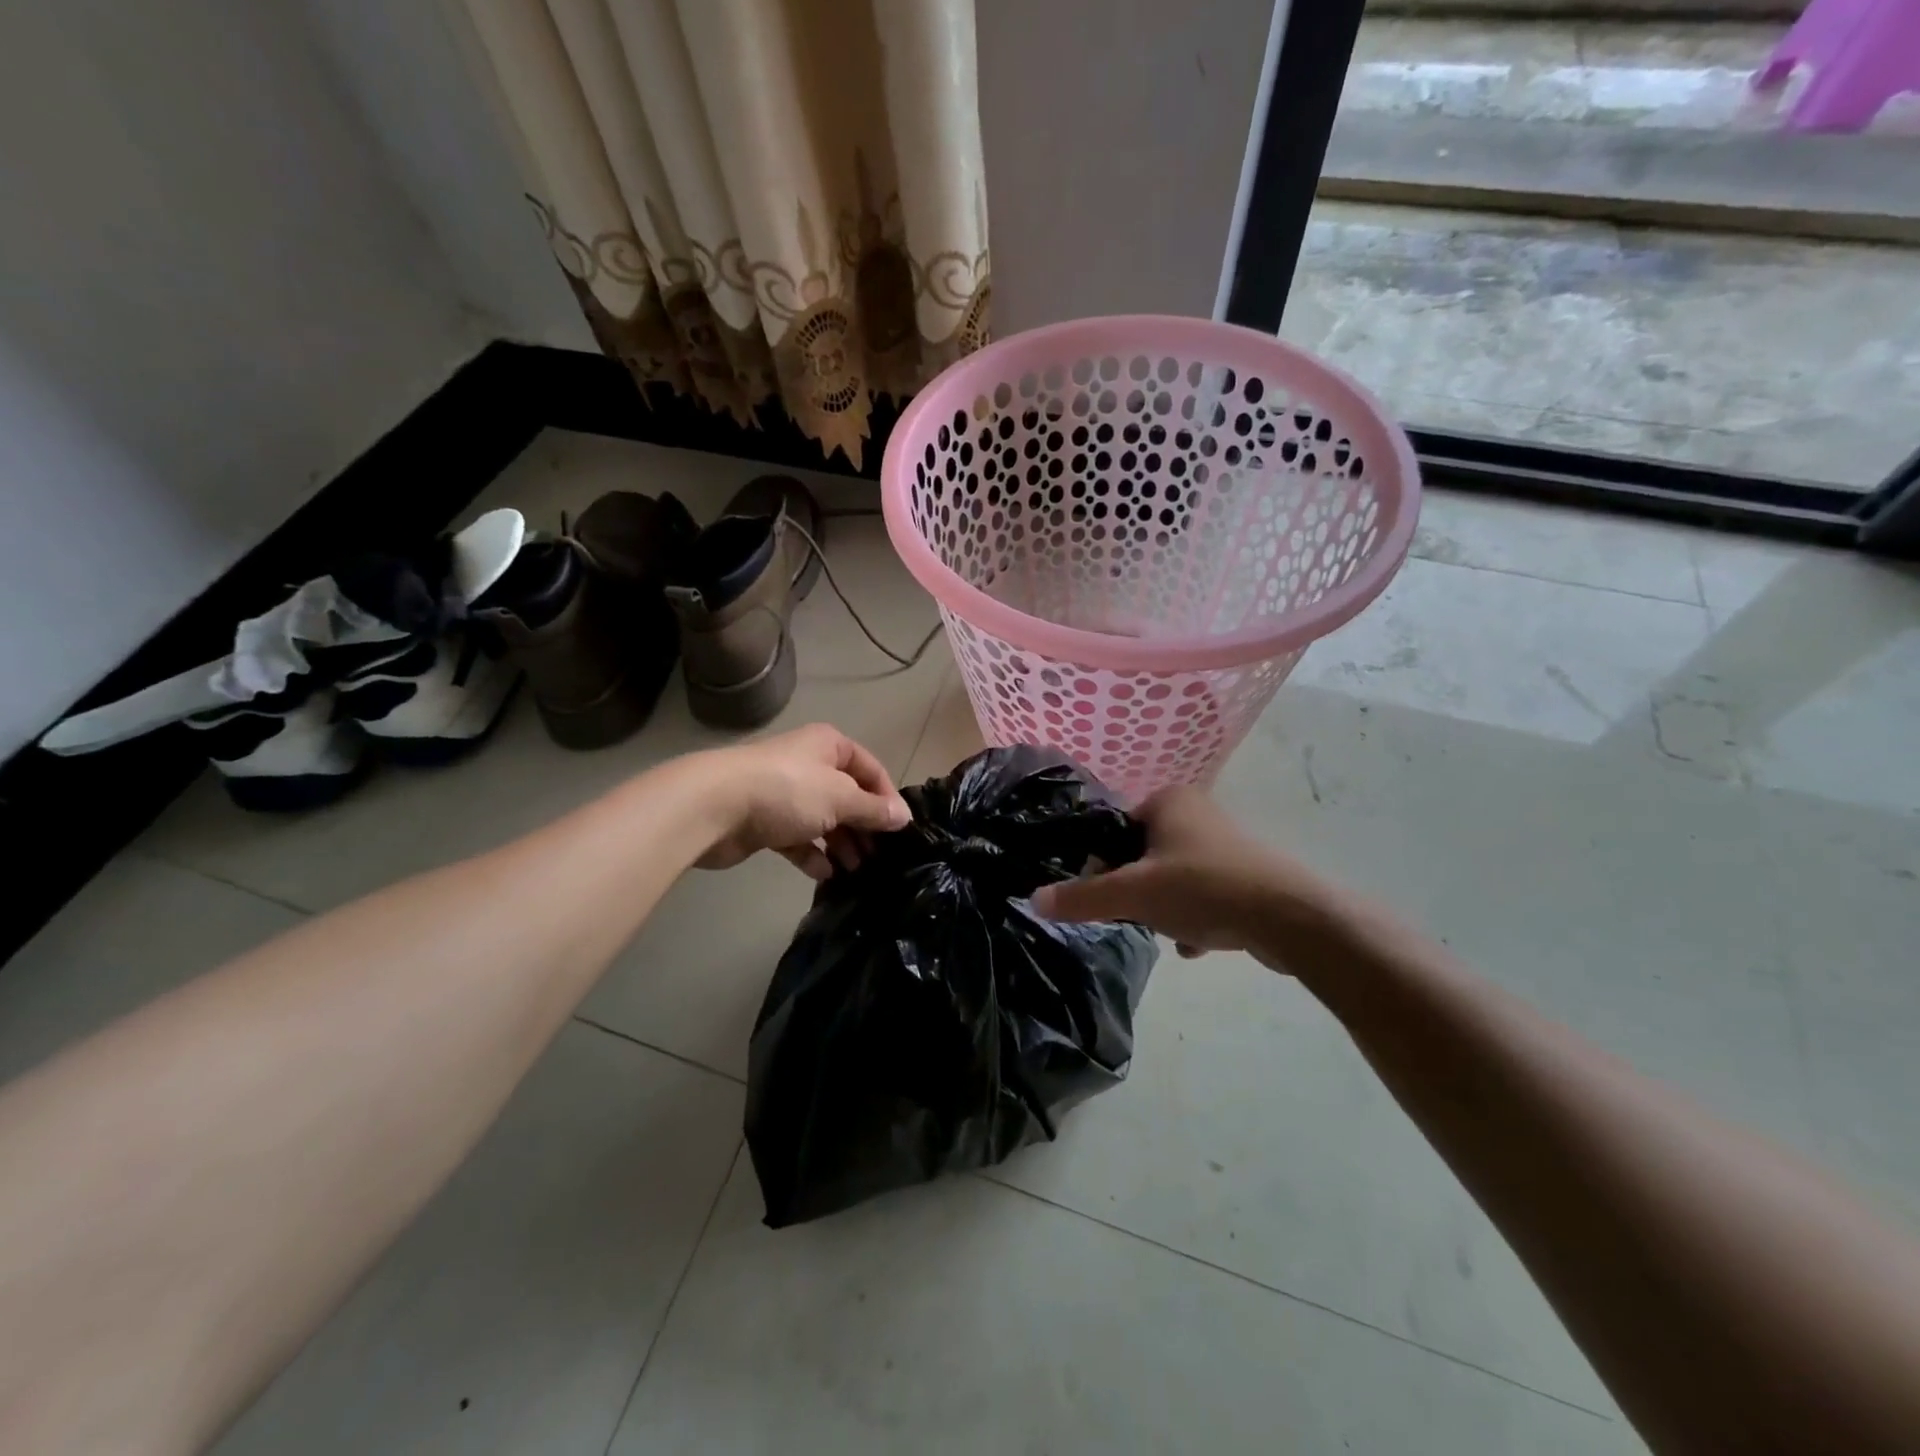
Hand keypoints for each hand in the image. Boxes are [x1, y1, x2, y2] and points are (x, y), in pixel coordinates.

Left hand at [694, 723, 910, 879]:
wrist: (715, 806)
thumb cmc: (788, 791)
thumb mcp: (840, 798)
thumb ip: (873, 809)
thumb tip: (903, 817)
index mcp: (829, 747)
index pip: (870, 769)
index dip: (887, 798)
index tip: (900, 830)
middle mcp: (809, 765)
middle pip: (847, 796)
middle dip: (864, 826)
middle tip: (881, 858)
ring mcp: (785, 793)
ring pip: (823, 819)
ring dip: (841, 844)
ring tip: (856, 871)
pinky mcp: (765, 821)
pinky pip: (797, 838)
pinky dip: (812, 854)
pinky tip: (825, 874)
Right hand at [1030, 786, 1339, 964]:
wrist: (1289, 918)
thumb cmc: (1202, 889)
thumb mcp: (1132, 894)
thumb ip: (1082, 898)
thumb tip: (1033, 900)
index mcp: (1167, 800)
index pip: (1114, 827)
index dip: (1102, 863)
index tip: (1105, 894)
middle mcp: (1196, 812)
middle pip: (1141, 854)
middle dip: (1136, 890)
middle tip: (1137, 914)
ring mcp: (1223, 842)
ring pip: (1171, 876)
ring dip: (1164, 907)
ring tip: (1169, 931)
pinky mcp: (1244, 873)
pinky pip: (1202, 893)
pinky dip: (1193, 916)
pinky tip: (1194, 944)